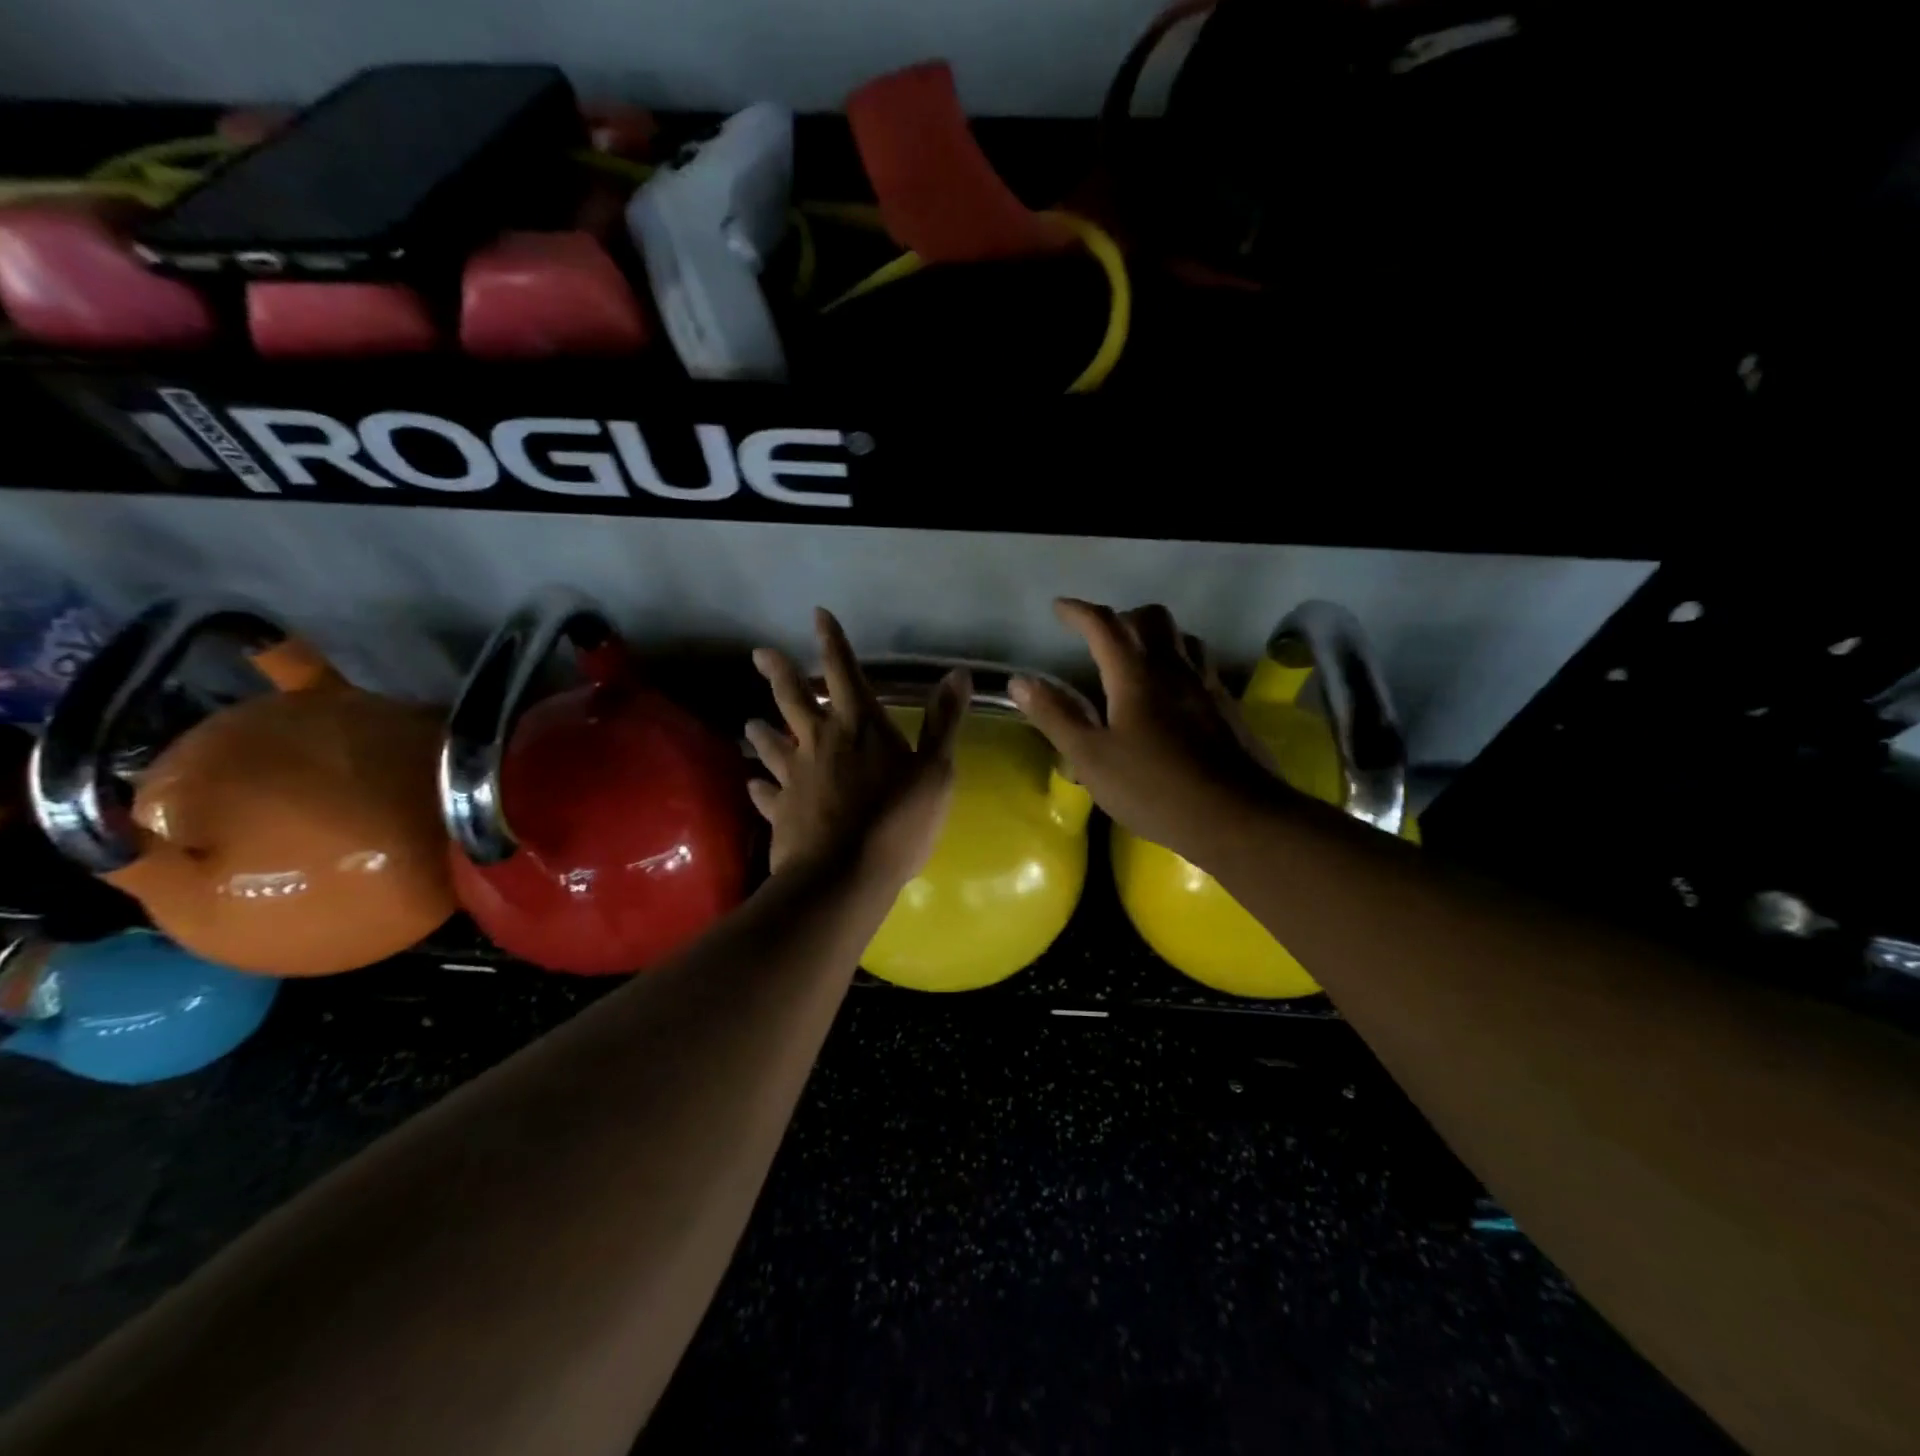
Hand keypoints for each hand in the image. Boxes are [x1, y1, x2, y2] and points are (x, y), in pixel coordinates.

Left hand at [746, 609, 968, 889]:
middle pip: (793, 699)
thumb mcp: (935, 770)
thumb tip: (957, 673)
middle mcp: (820, 741)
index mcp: (859, 725)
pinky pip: (767, 793)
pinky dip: (760, 787)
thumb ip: (943, 722)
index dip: (832, 642)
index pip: (844, 671)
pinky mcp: (781, 810)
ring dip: (762, 731)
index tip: (817, 615)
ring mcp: (795, 776)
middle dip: (779, 672)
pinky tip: (754, 785)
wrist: (844, 876)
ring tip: (750, 723)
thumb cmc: (896, 820)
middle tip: (759, 653)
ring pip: (772, 744)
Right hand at [1010, 598, 1288, 865]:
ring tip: (1138, 658)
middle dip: (1122, 617)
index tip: (1059, 608)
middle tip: (1101, 638)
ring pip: (1183, 637)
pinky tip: (1174, 693)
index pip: (1104, 625)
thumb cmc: (1153, 788)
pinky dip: (1180, 662)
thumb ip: (1055, 716)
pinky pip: (1202, 665)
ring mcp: (1207, 685)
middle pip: (1151, 618)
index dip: (1078, 612)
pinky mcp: (1228, 707)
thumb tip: (1019, 681)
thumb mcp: (1090, 758)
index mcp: (1135, 675)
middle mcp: (1173, 668)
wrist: (1235, 816)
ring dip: (1156, 636)